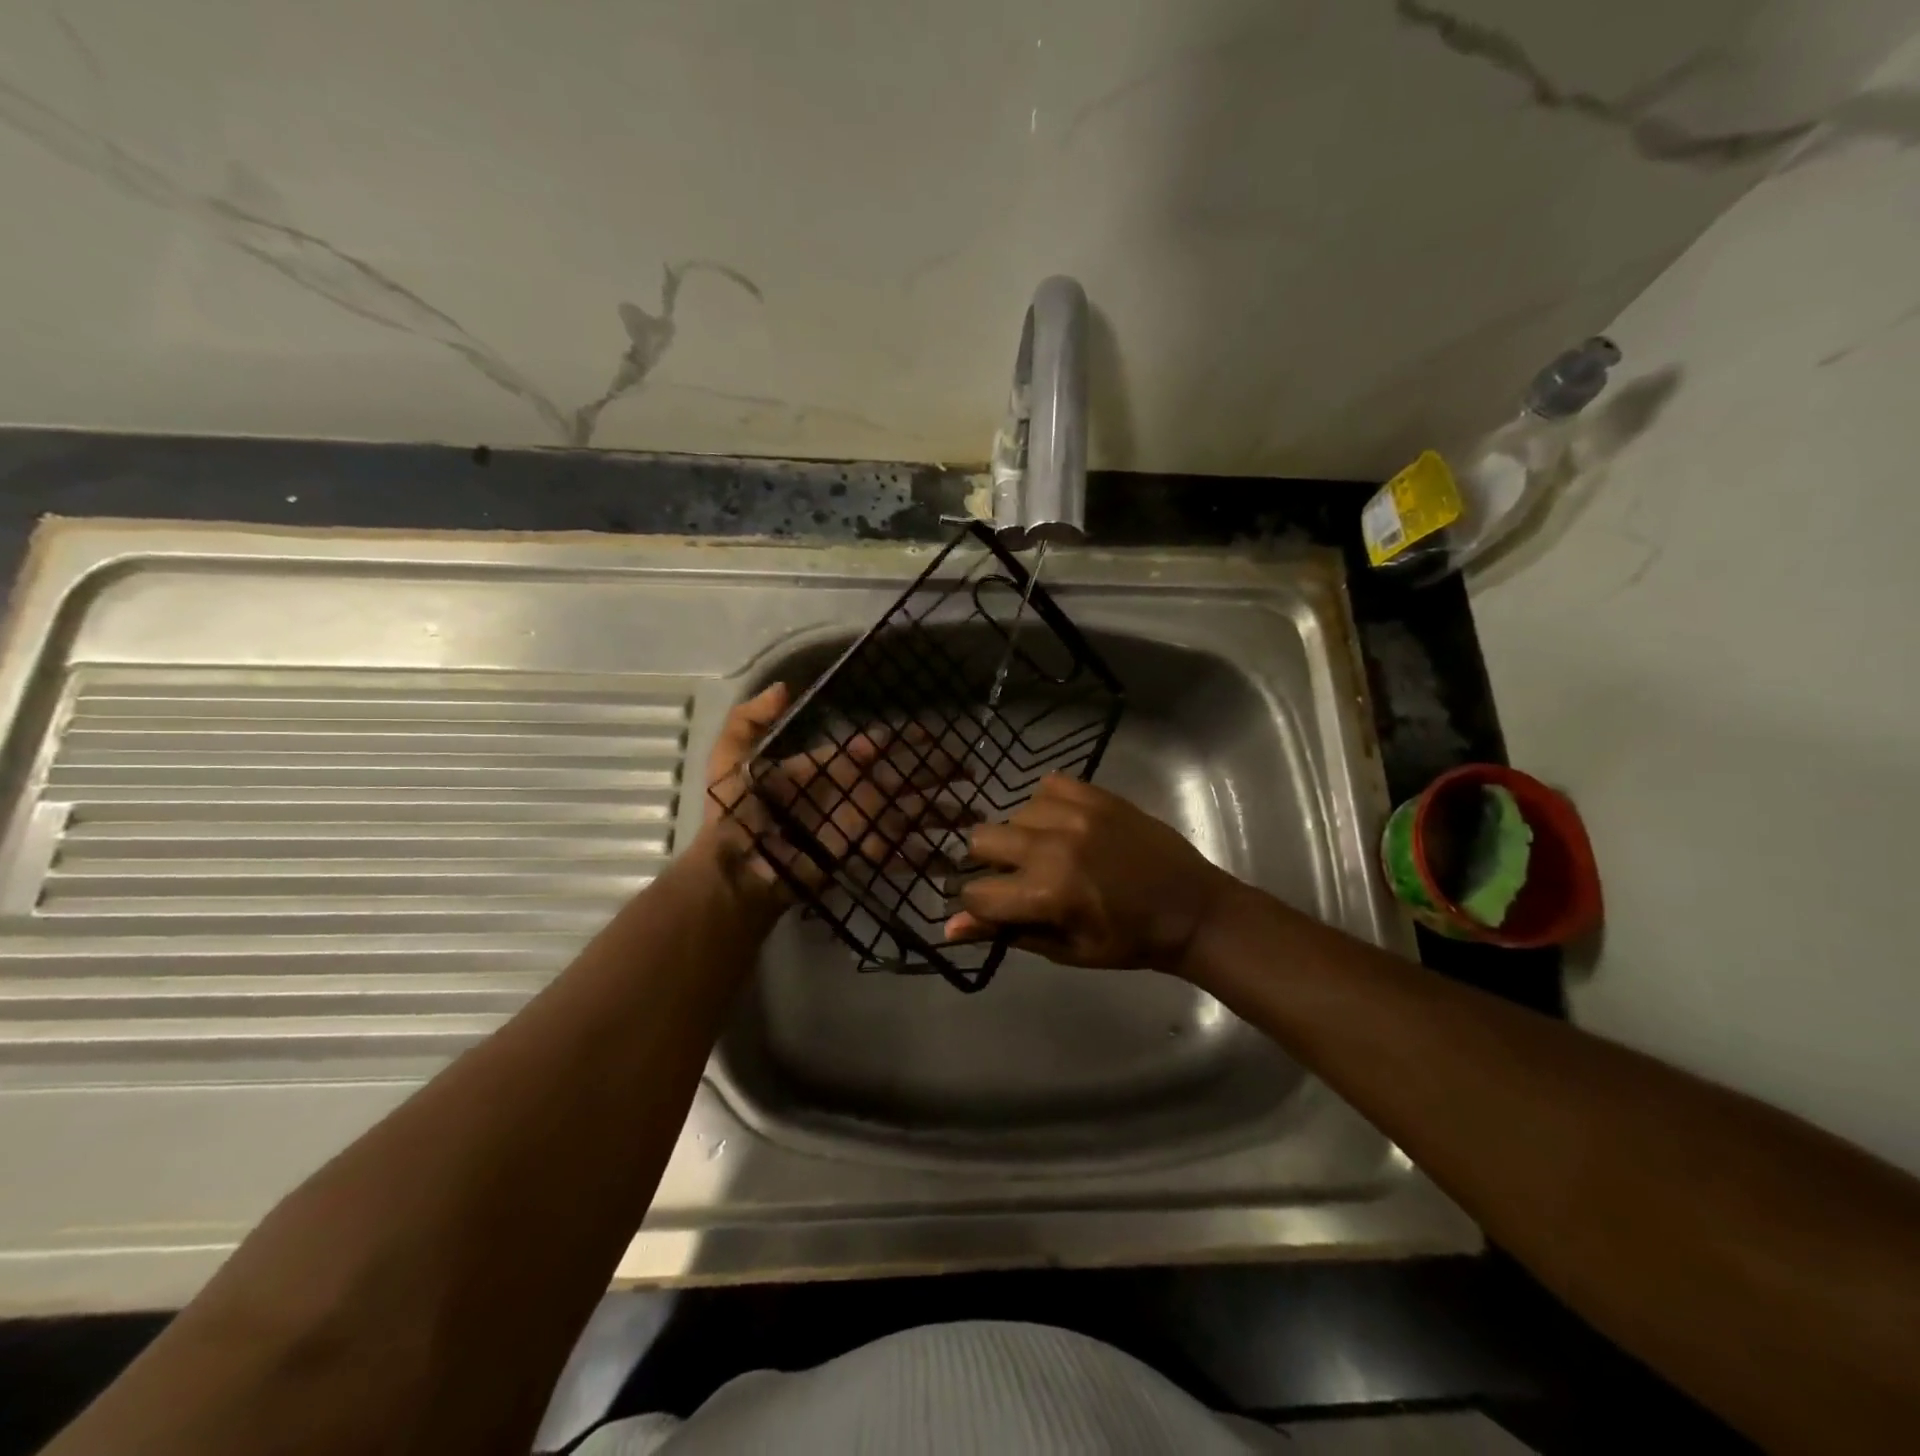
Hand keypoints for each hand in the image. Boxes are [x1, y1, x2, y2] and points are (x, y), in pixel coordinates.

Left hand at [702, 684, 972, 912]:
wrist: (737, 871)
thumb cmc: (736, 815)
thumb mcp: (731, 759)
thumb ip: (750, 720)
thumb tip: (783, 686)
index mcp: (827, 766)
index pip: (872, 748)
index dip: (901, 740)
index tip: (930, 733)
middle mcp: (850, 792)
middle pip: (901, 777)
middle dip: (934, 771)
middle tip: (967, 766)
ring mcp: (858, 824)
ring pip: (908, 813)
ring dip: (941, 812)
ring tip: (974, 812)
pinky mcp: (860, 854)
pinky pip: (896, 851)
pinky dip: (923, 855)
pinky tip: (951, 855)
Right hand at [945, 775, 1238, 974]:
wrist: (1192, 908)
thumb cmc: (1128, 941)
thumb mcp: (1066, 949)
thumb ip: (1007, 931)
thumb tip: (950, 928)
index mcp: (1047, 892)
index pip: (976, 892)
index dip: (979, 905)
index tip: (995, 908)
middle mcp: (1053, 845)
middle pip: (981, 840)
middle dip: (990, 864)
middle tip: (1019, 878)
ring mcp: (1076, 813)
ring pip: (1014, 812)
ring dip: (1022, 835)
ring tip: (1051, 851)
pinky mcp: (1097, 794)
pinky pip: (1048, 785)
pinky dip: (1048, 804)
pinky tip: (1065, 824)